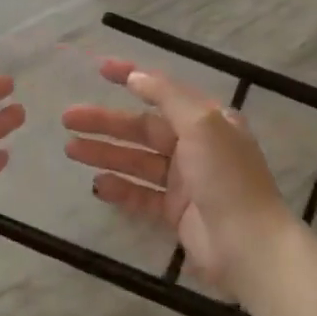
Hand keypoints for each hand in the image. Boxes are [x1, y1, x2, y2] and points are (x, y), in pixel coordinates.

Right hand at [61, 59, 292, 291]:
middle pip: (143, 128)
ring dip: (105, 152)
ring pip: (137, 160)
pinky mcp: (176, 212)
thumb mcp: (201, 123)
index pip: (164, 91)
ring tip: (70, 149)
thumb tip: (137, 76)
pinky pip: (141, 194)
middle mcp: (196, 145)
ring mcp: (185, 180)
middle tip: (68, 118)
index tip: (100, 70)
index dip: (133, 77)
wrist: (248, 245)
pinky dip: (119, 188)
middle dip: (106, 122)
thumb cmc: (226, 176)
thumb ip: (167, 97)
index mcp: (208, 119)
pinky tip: (97, 184)